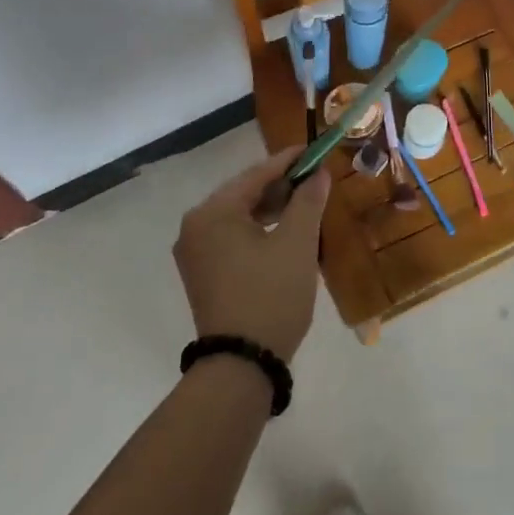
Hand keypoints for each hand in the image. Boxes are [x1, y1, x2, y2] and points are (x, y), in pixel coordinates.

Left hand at [173, 150, 330, 360]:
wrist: (241, 364)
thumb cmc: (271, 296)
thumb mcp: (296, 245)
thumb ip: (307, 202)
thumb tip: (318, 173)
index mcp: (212, 213)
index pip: (255, 175)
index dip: (288, 161)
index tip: (314, 151)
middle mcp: (195, 226)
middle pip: (243, 194)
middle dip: (280, 186)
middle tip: (314, 180)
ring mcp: (194, 252)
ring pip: (238, 217)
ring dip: (270, 209)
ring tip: (305, 205)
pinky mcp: (201, 273)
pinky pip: (231, 238)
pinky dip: (257, 231)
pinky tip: (283, 233)